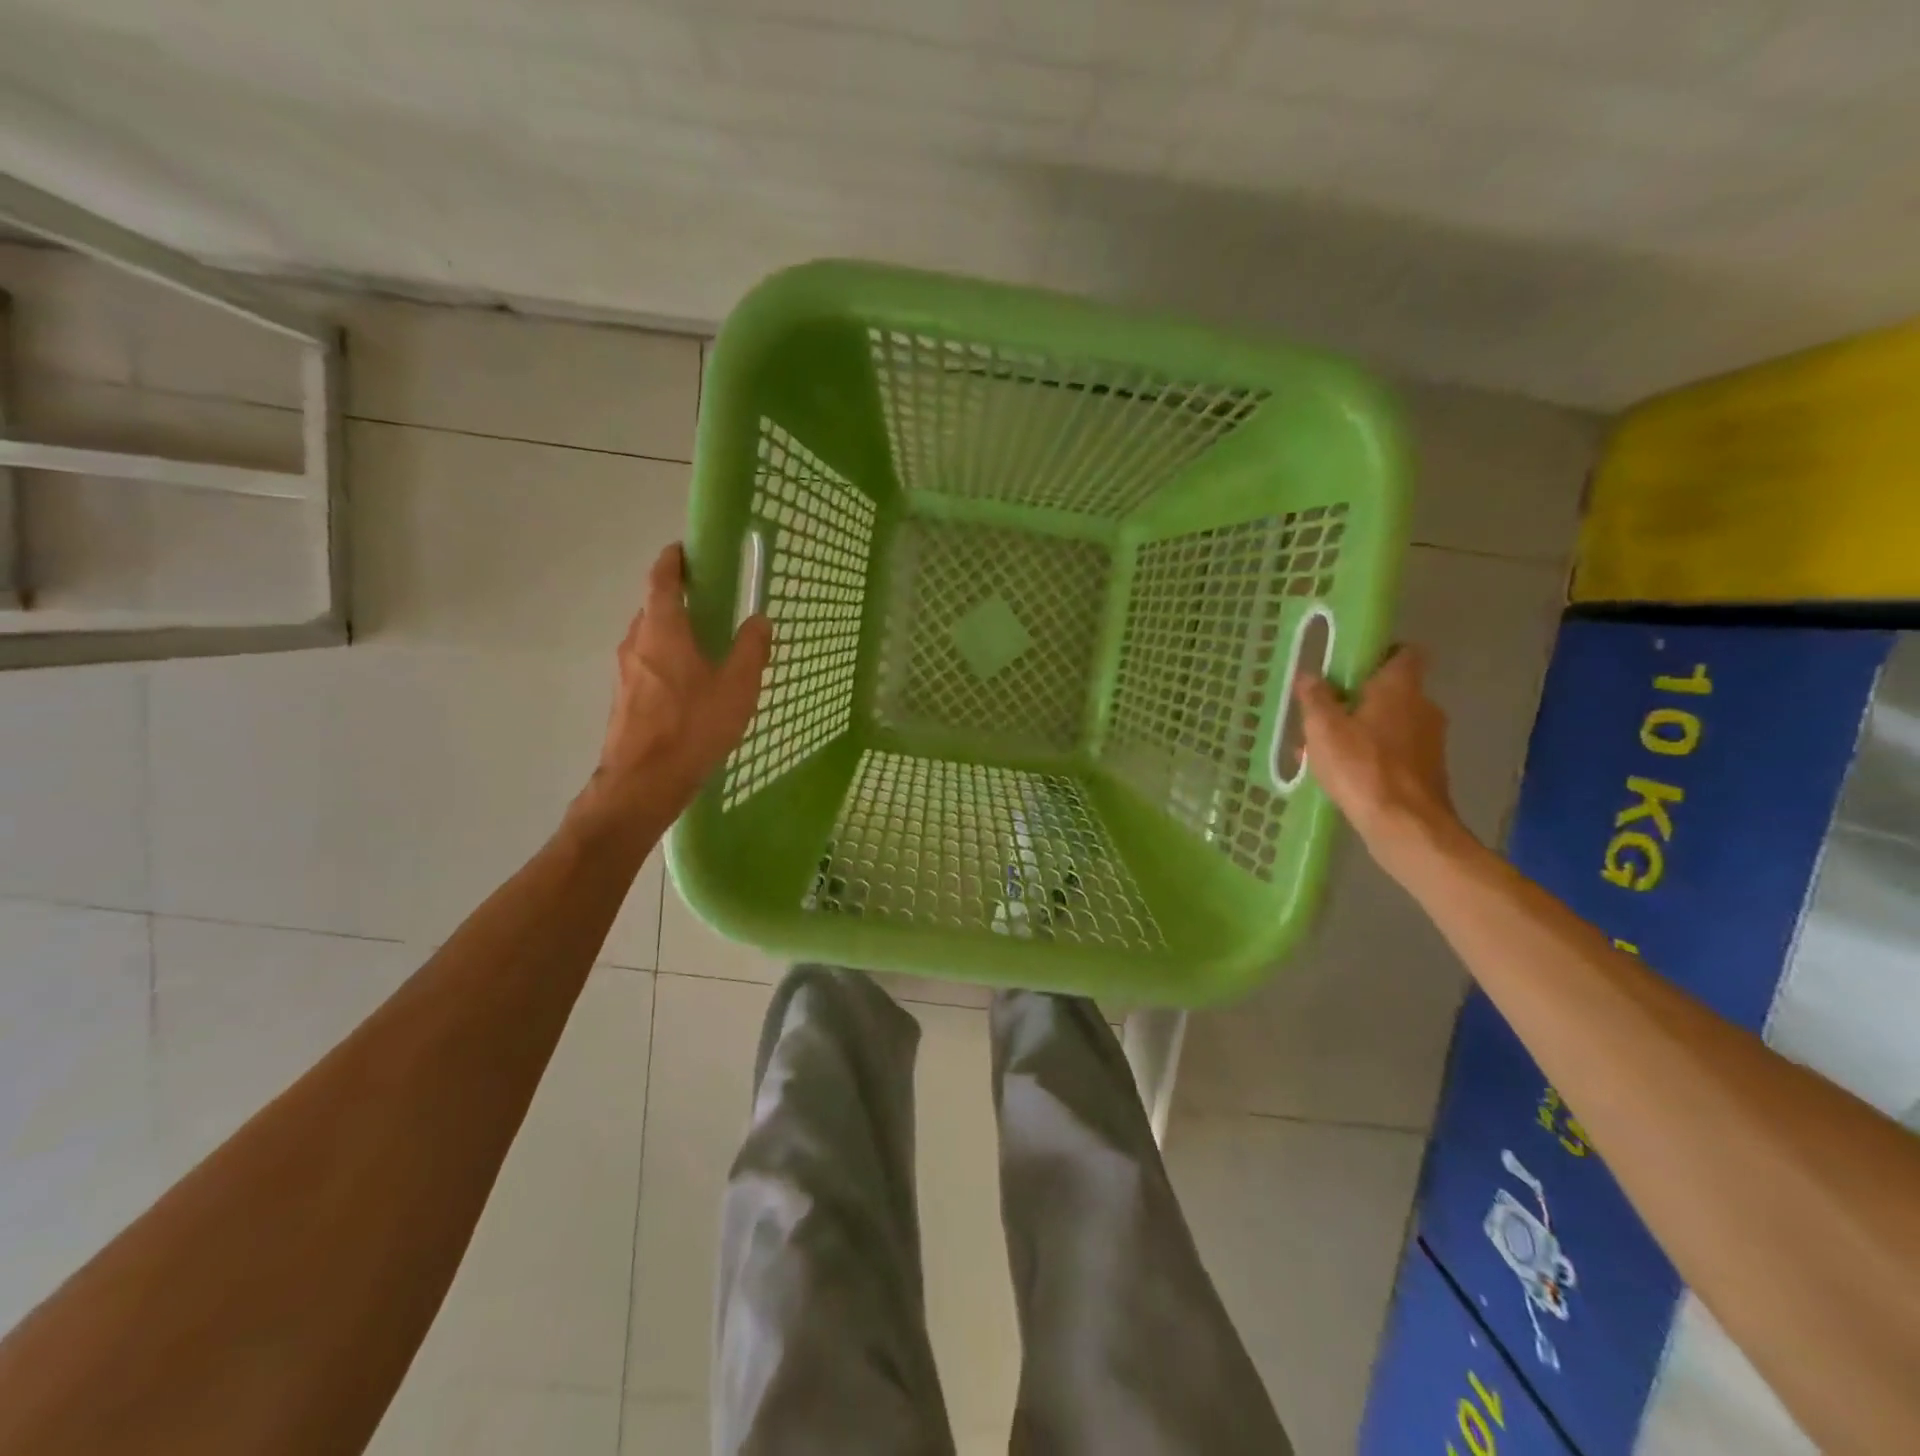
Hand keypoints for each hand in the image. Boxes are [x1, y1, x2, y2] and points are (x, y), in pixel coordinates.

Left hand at [576, 544, 771, 836]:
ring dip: (672, 632)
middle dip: (678, 598)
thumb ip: (751, 650)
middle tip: (710, 602)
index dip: (673, 560)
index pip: (661, 579)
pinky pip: (646, 664)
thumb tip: (759, 620)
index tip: (686, 550)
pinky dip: (666, 659)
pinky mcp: (623, 697)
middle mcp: (636, 642)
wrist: (643, 782)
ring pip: (649, 638)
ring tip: (704, 644)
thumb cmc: (693, 728)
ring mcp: (624, 671)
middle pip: (653, 607)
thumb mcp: (737, 687)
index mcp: (662, 630)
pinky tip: (690, 684)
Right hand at [1294, 646, 1465, 875]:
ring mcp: (1430, 740)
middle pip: (1392, 690)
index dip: (1378, 654)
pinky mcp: (1428, 770)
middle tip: (1325, 712)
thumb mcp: (1323, 730)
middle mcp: (1423, 706)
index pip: (1403, 652)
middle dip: (1360, 698)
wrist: (1406, 826)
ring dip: (1363, 730)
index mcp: (1400, 687)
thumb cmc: (1362, 767)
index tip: (1349, 667)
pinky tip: (1346, 774)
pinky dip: (1373, 755)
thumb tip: (1310, 674)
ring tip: (1326, 749)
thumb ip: (1315, 698)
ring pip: (1392, 723)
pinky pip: (1396, 751)